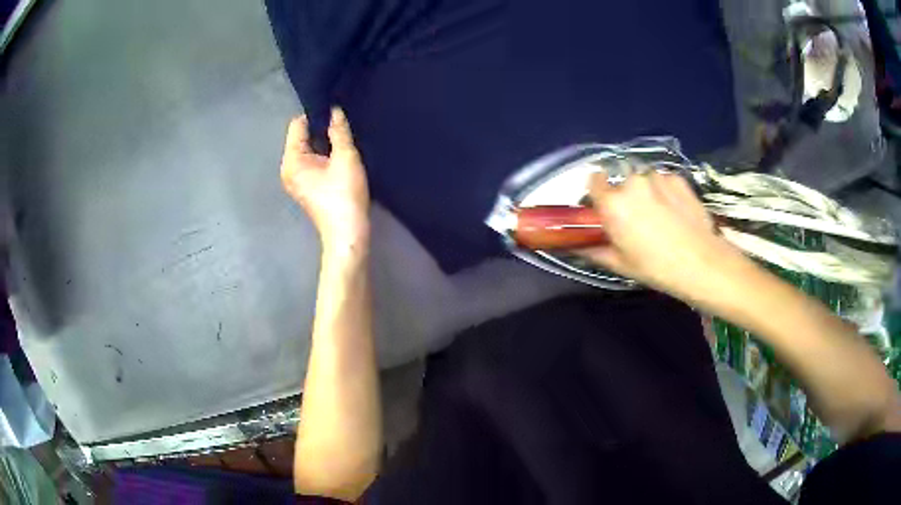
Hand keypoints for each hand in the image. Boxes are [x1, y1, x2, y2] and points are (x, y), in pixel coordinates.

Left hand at [281, 108, 369, 250]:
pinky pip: (312, 161)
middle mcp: (289, 168)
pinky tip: (340, 157)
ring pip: (308, 149)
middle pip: (301, 137)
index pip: (297, 125)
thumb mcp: (345, 158)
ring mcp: (296, 179)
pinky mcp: (306, 186)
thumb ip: (339, 131)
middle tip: (343, 127)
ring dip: (324, 143)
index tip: (336, 113)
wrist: (347, 233)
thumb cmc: (344, 195)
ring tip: (344, 141)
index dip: (316, 116)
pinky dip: (324, 156)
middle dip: (321, 130)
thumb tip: (335, 111)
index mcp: (292, 160)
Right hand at [579, 170, 745, 300]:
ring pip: (644, 180)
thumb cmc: (655, 267)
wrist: (700, 261)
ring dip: (647, 192)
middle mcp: (632, 182)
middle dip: (626, 196)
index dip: (599, 192)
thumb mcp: (619, 264)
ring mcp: (657, 177)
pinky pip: (663, 180)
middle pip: (622, 182)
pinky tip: (676, 211)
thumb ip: (592, 250)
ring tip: (661, 216)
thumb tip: (574, 245)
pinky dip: (665, 191)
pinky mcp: (677, 177)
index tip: (606, 207)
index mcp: (613, 203)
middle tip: (638, 219)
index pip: (594, 180)